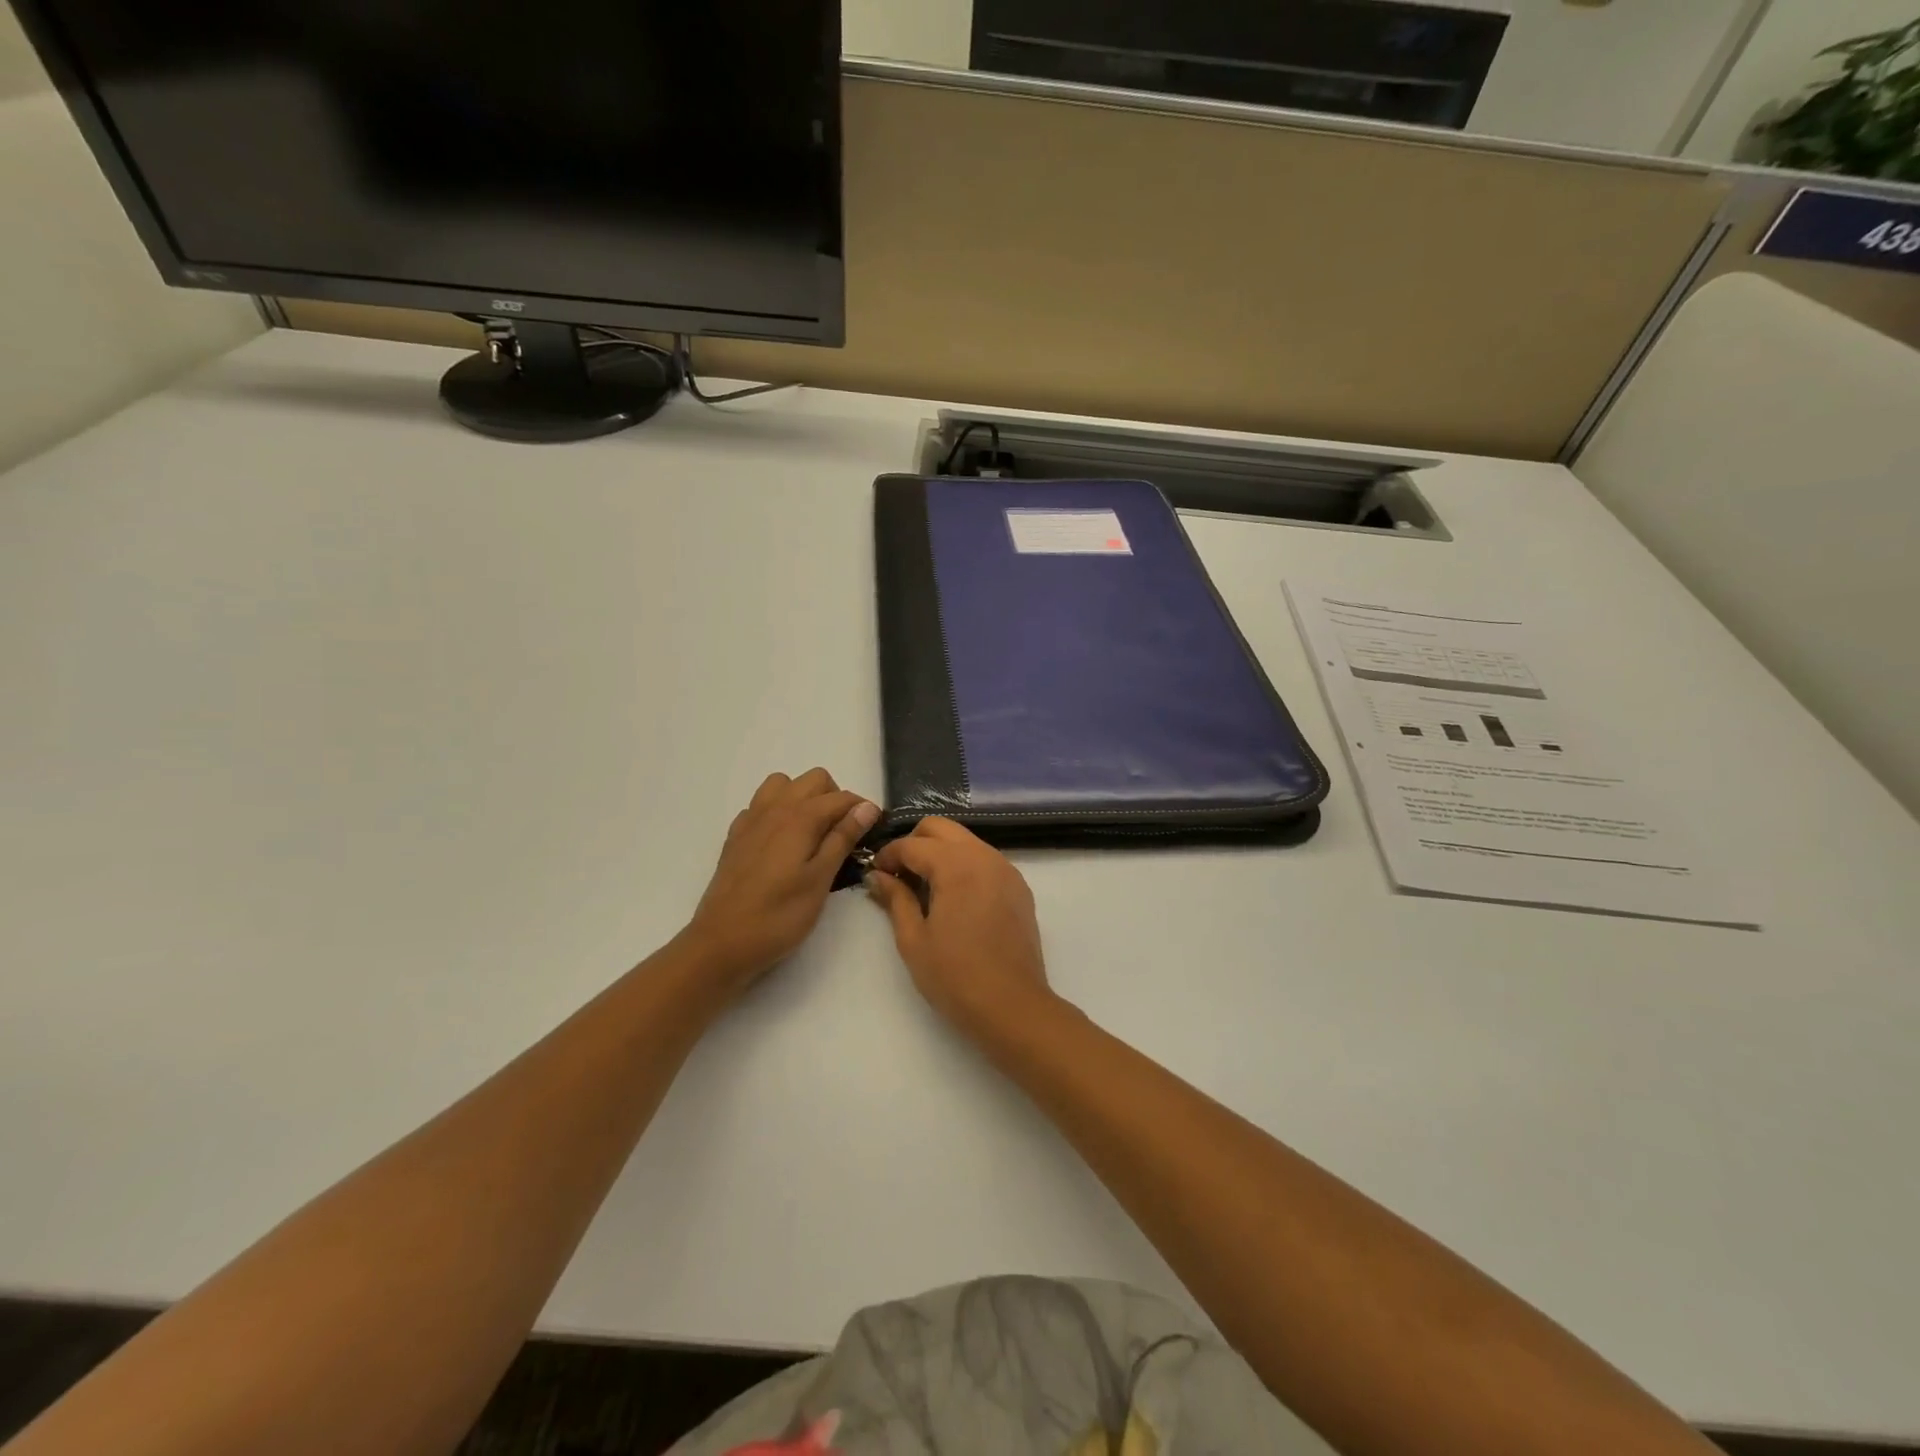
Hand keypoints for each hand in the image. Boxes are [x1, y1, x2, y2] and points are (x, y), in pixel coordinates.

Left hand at [681, 769, 878, 998]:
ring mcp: (751, 820)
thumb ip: (843, 838)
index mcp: (799, 817)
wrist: (721, 943)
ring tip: (812, 832)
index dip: (863, 810)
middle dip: (835, 798)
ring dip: (803, 798)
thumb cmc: (779, 916)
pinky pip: (761, 806)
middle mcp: (774, 808)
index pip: (841, 797)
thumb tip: (866, 807)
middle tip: (843, 834)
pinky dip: (777, 812)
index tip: (873, 832)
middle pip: (814, 779)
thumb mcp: (820, 879)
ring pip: (783, 785)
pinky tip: (782, 843)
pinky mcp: (736, 836)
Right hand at [865, 818, 1054, 1041]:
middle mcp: (984, 856)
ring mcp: (1007, 870)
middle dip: (915, 843)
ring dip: (941, 853)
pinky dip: (965, 866)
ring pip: (966, 841)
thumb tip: (877, 876)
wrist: (1012, 1006)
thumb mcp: (913, 939)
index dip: (888, 856)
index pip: (912, 844)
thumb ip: (895, 898)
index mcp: (956, 864)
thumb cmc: (955, 976)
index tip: (875, 874)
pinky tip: (955, 899)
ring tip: (925, 888)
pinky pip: (986, 860)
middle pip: (941, 828)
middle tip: (899, 875)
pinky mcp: (1019, 888)